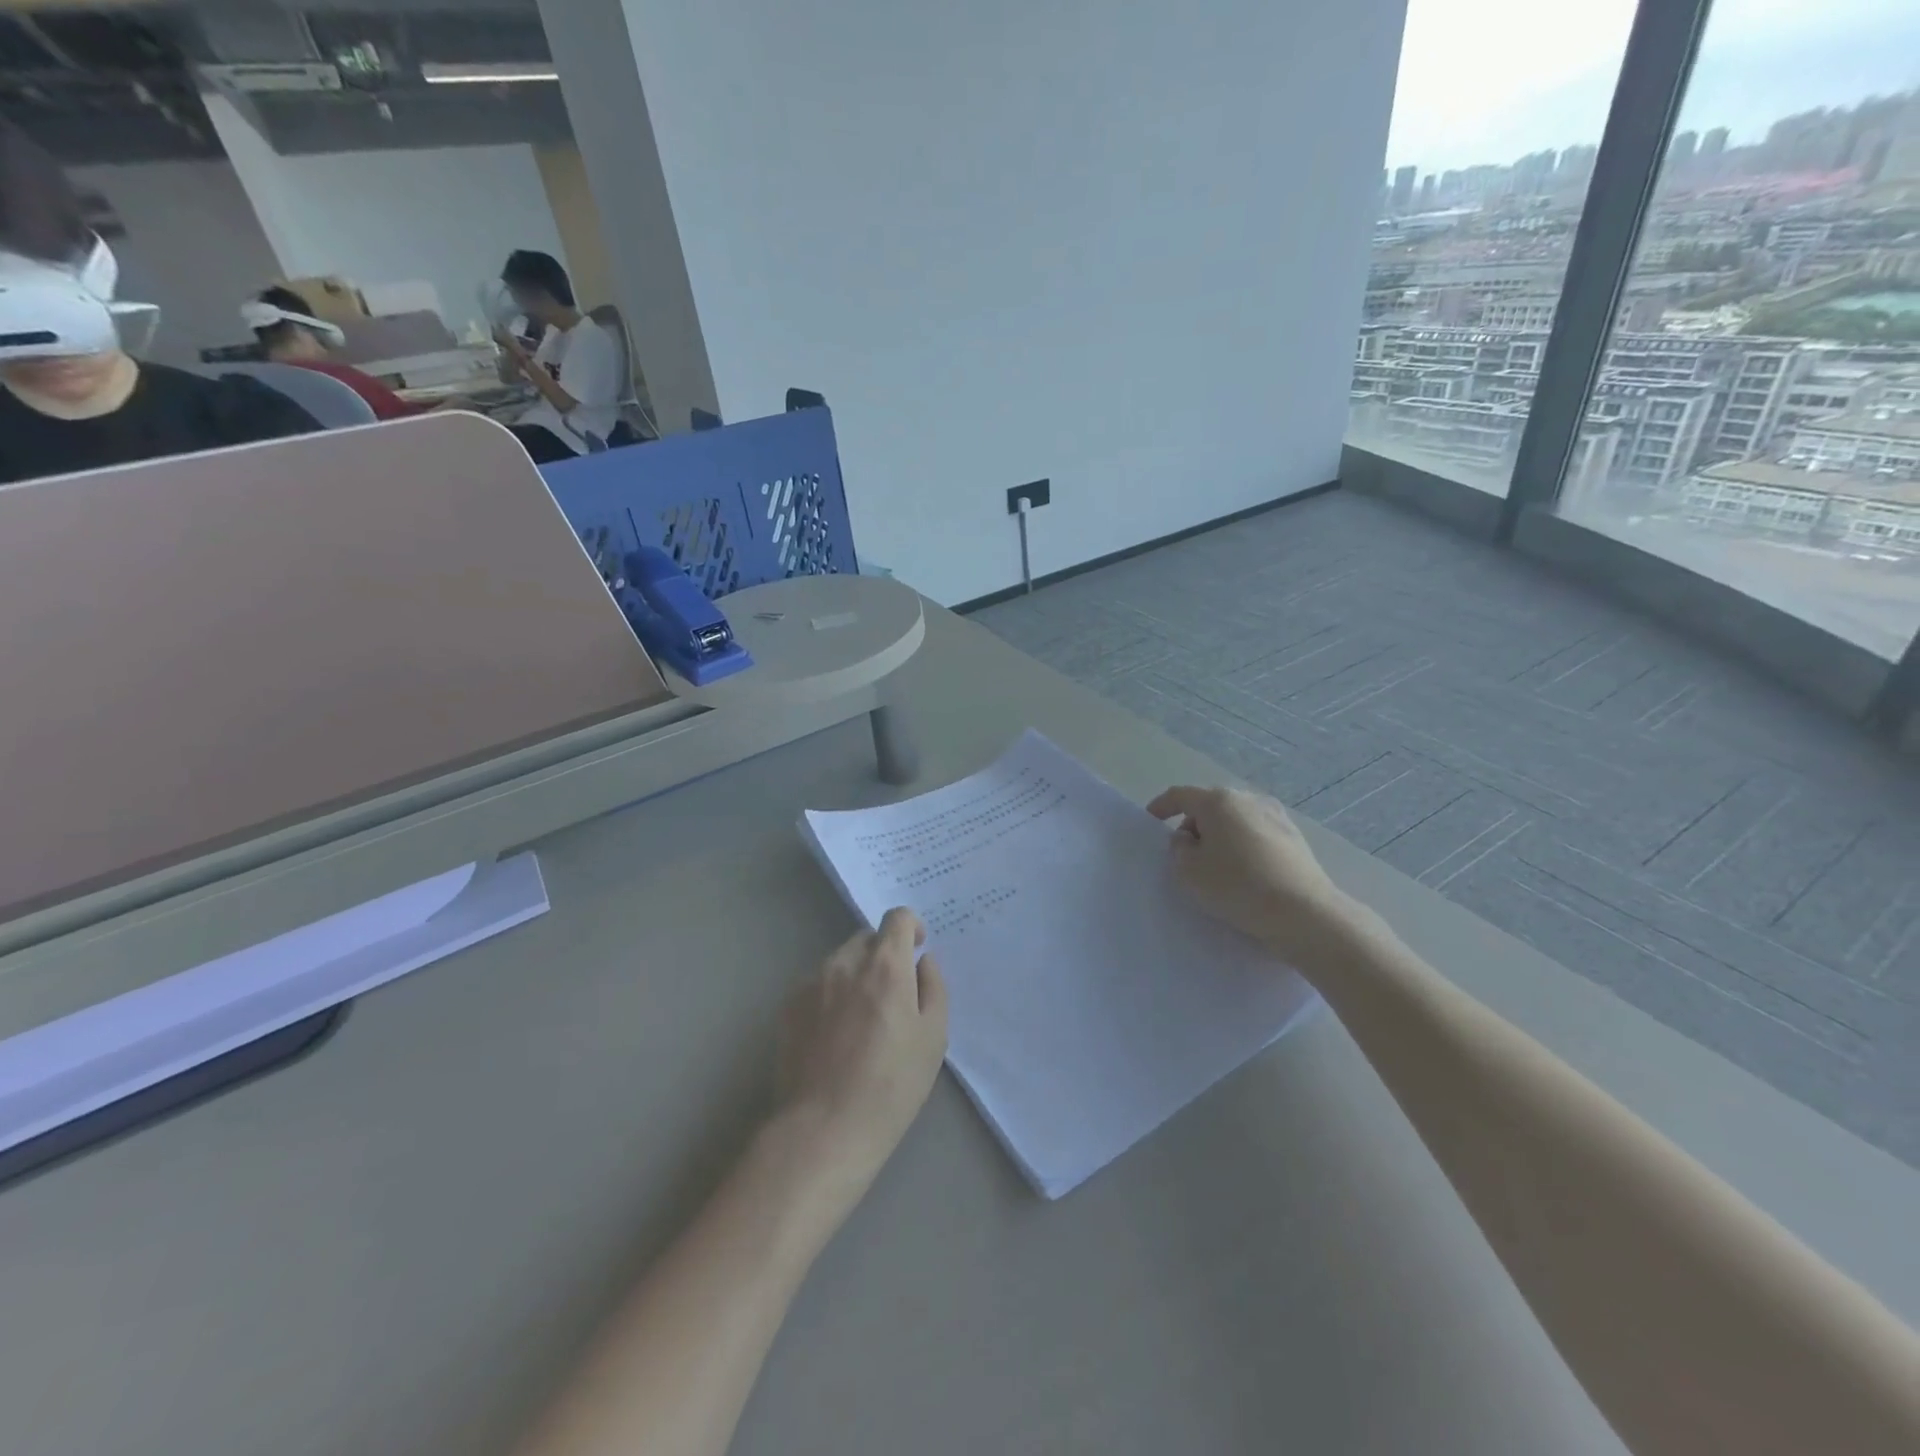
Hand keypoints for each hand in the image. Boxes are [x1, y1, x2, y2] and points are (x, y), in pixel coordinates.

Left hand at [775, 909, 947, 1206]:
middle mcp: (845, 962)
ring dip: (856, 975)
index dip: (911, 928)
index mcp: (885, 965)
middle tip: (892, 996)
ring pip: (840, 962)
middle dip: (883, 955)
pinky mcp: (788, 1006)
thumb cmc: (891, 1084)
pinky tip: (835, 1036)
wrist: (824, 1128)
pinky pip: (817, 985)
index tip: (916, 952)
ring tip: (861, 1021)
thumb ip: (933, 987)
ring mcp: (812, 982)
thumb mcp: (933, 1037)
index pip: (897, 917)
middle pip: (867, 938)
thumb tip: (923, 961)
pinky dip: (831, 996)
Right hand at [1148, 785, 1358, 965]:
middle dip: (1193, 825)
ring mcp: (1275, 815)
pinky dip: (1243, 845)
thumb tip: (1188, 838)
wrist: (1303, 912)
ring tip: (1216, 865)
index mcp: (1218, 800)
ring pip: (1235, 819)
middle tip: (1185, 854)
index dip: (1161, 807)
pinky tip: (1244, 872)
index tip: (1151, 822)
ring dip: (1220, 836)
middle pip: (1209, 805)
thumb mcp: (1189, 871)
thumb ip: (1178, 849)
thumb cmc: (1237, 886)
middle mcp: (1247, 798)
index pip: (1179, 795)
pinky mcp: (1294, 836)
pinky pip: (1256, 834)